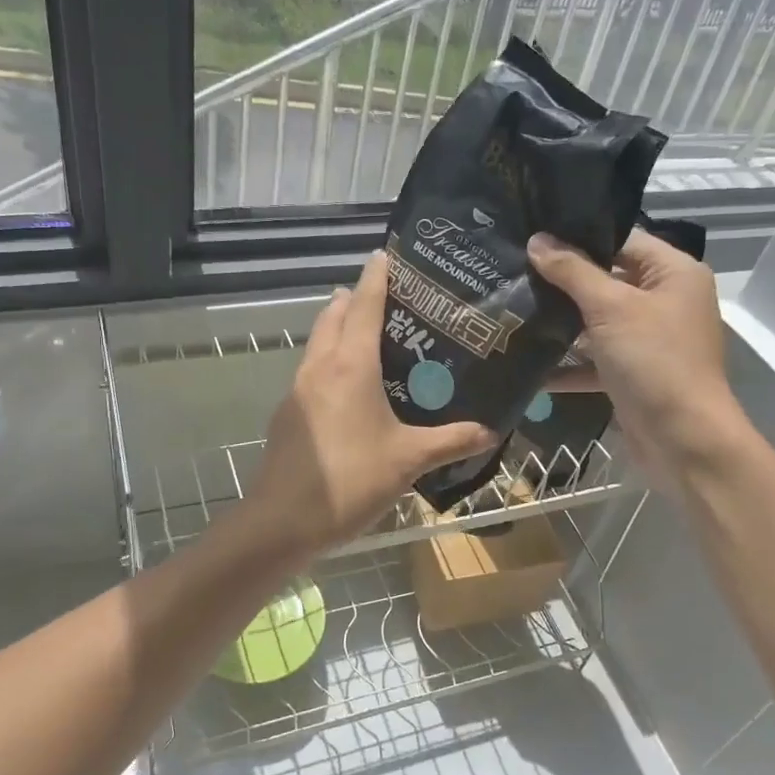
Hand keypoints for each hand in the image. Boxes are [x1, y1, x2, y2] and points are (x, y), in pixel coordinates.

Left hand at [251, 251, 494, 557]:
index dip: (376, 277)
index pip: (364, 305)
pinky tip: (348, 386)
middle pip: (334, 316)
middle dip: (354, 299)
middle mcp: (320, 366)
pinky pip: (311, 369)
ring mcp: (298, 389)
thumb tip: (491, 431)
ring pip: (318, 342)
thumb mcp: (409, 460)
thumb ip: (451, 441)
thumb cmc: (351, 480)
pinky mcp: (288, 412)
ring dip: (338, 327)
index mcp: (350, 365)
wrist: (283, 520)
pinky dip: (329, 359)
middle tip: (387, 298)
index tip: (384, 254)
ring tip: (369, 335)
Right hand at [527, 230, 749, 485]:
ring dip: (560, 322)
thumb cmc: (654, 361)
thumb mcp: (610, 308)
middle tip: (513, 269)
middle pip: (607, 280)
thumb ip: (572, 272)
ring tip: (512, 308)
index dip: (579, 236)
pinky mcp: (632, 374)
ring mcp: (648, 340)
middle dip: (562, 280)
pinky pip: (594, 360)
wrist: (683, 440)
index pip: (622, 240)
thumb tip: (537, 240)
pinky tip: (526, 364)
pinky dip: (567, 364)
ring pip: (597, 321)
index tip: (533, 234)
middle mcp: (664, 301)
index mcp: (673, 273)